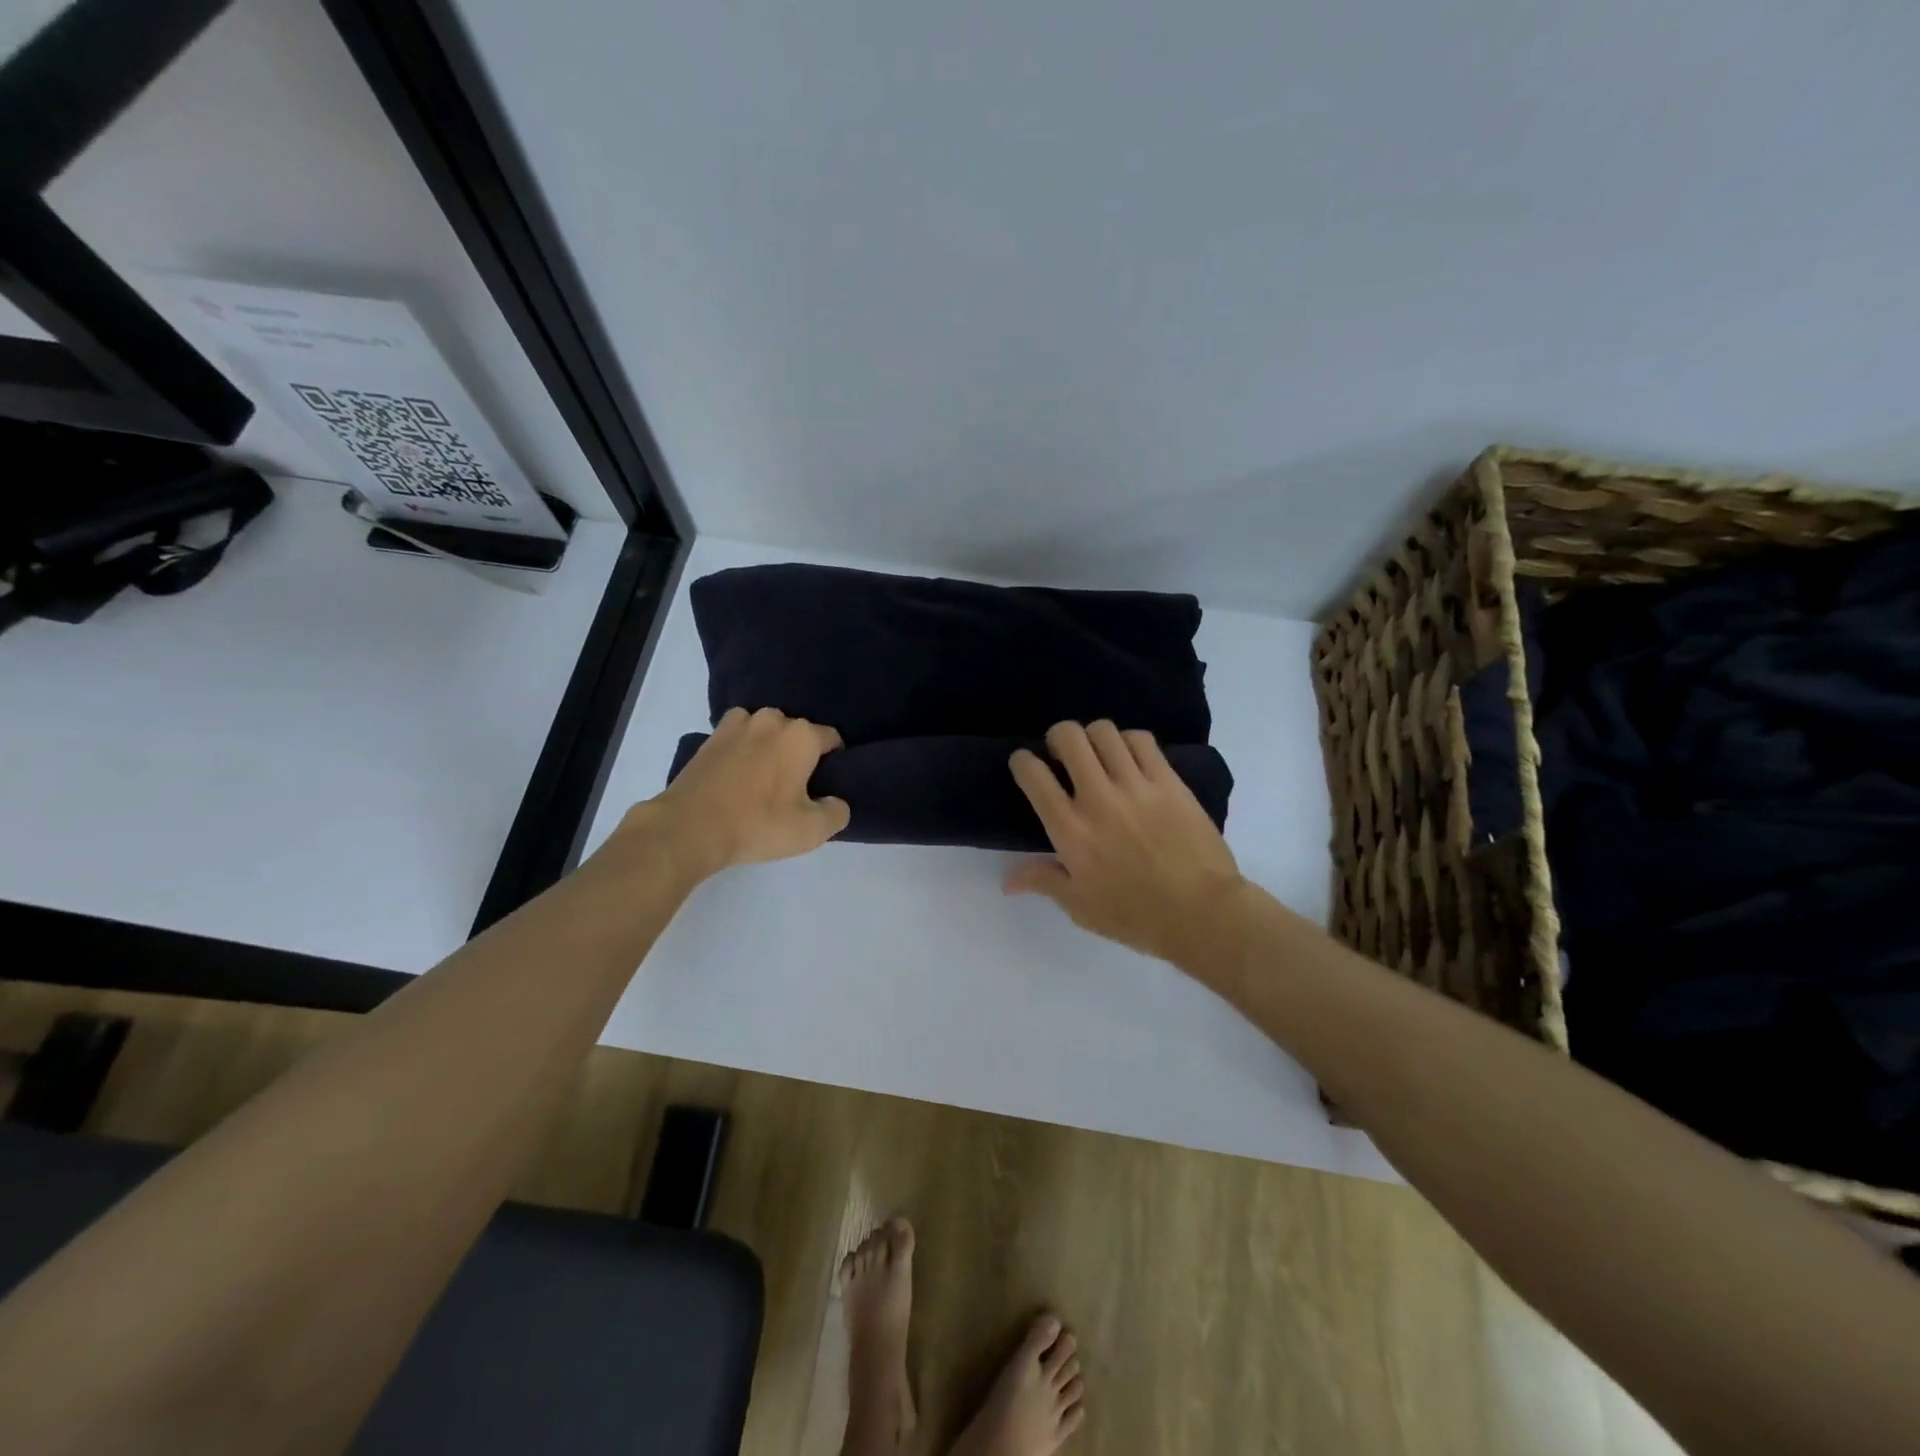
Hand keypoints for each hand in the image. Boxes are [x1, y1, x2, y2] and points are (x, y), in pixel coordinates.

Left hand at [626, 707, 850, 878]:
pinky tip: (739, 771)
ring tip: (765, 776)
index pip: (832, 739)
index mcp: (801, 736)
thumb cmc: (757, 824)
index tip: (827, 785)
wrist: (689, 827)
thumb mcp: (811, 830)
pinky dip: (743, 746)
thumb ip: (836, 812)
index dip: (835, 761)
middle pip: (798, 732)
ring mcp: (738, 724)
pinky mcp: (711, 737)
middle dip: (801, 753)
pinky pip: (738, 735)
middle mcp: (772, 720)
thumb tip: (835, 801)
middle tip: (796, 786)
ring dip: (770, 746)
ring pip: (766, 730)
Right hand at [1006, 721, 1244, 967]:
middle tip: (1063, 755)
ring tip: (1098, 754)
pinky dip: (1128, 741)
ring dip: (1093, 737)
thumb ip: (1043, 881)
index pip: (1033, 775)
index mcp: (1070, 830)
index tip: (1027, 766)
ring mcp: (1136, 785)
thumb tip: (1007, 880)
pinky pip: (1142, 741)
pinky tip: (1130, 758)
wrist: (1203, 914)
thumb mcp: (1080, 907)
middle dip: (1058, 738)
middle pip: (1068, 737)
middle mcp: (1098, 798)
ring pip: (1104, 731)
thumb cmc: (1135, 916)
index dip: (1022, 761)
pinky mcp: (1169, 781)